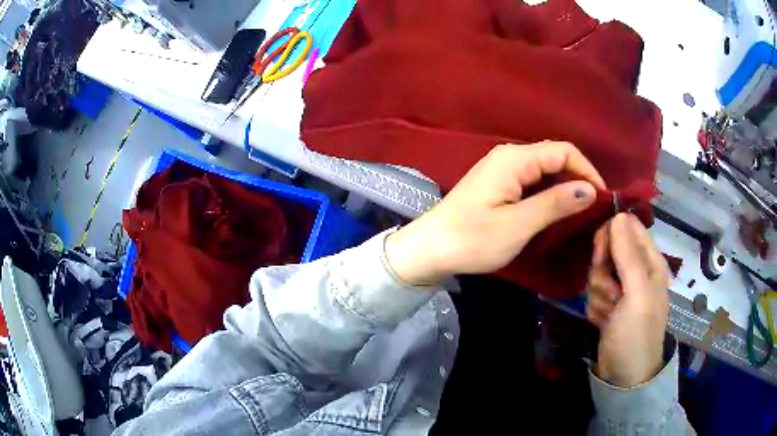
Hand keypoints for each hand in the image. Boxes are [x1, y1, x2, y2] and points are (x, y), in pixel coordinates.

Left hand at [385, 141, 605, 285]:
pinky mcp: (498, 184)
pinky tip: (558, 210)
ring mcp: (502, 169)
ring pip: (545, 169)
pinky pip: (533, 180)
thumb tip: (590, 189)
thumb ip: (555, 204)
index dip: (587, 171)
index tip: (602, 198)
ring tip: (582, 211)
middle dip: (578, 178)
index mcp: (515, 159)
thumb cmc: (472, 239)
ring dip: (565, 186)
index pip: (563, 151)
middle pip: (555, 157)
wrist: (429, 249)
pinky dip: (550, 192)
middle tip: (595, 208)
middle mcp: (509, 156)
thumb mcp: (518, 224)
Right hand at [587, 213, 669, 387]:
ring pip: (597, 272)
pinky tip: (604, 321)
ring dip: (599, 293)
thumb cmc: (637, 333)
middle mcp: (636, 270)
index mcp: (650, 261)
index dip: (611, 236)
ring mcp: (621, 288)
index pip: (627, 228)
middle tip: (610, 292)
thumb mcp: (637, 293)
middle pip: (609, 249)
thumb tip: (618, 215)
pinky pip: (593, 292)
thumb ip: (628, 255)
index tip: (601, 254)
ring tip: (609, 312)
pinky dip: (595, 307)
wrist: (624, 375)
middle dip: (603, 271)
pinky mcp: (609, 303)